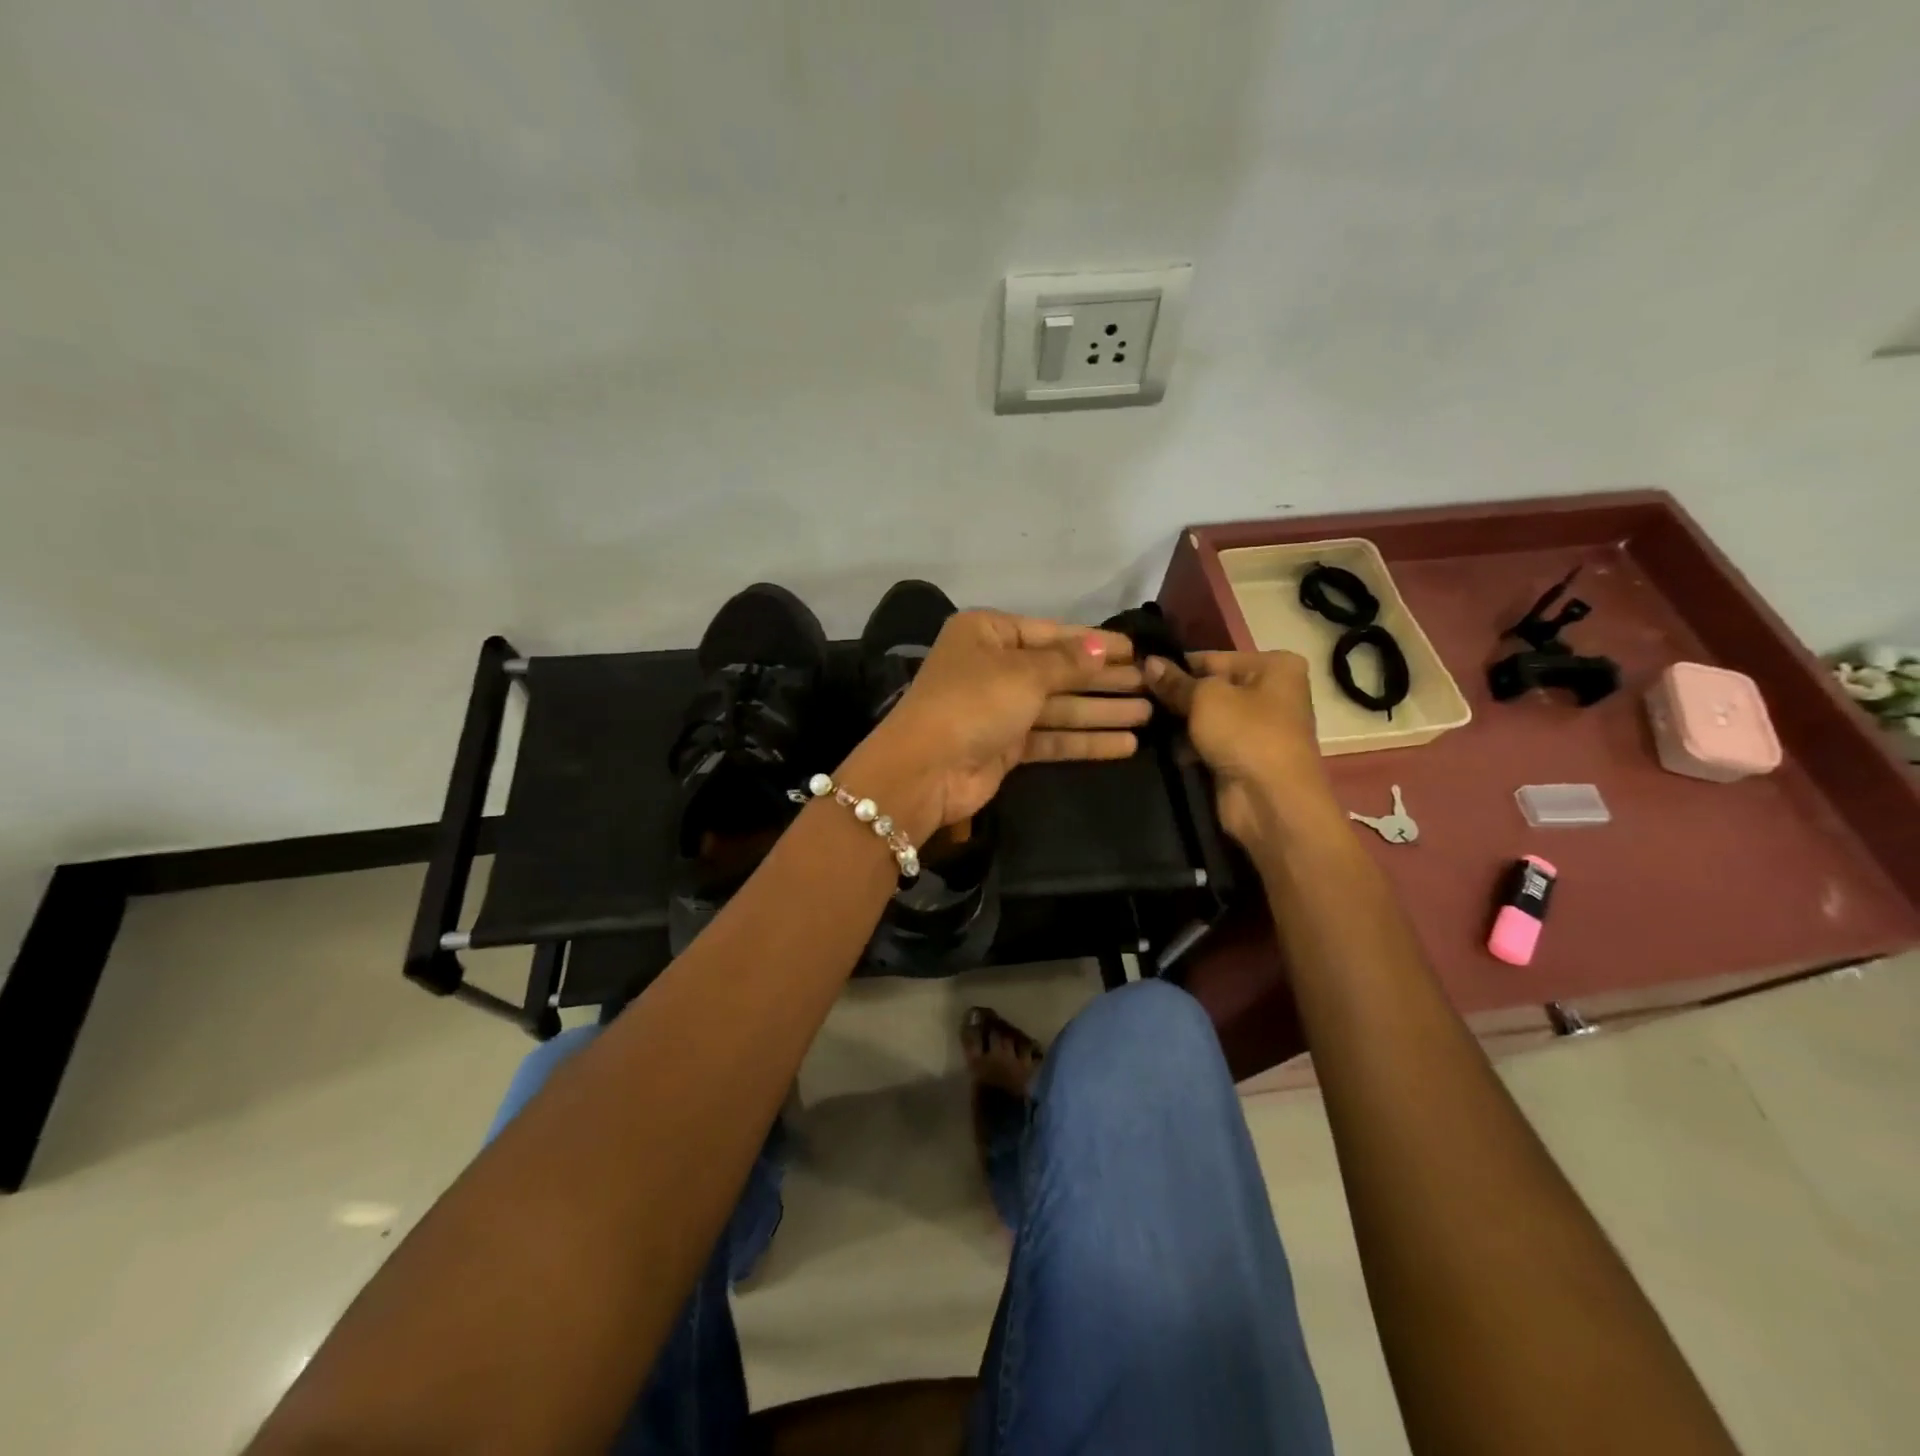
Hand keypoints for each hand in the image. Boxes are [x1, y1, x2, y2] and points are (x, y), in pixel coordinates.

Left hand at [845, 612, 1148, 831]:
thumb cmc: (974, 702)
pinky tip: (1124, 744)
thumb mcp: (1024, 673)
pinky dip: (1084, 740)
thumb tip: (1103, 647)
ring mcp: (998, 709)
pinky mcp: (1004, 747)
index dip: (1094, 642)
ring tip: (1148, 713)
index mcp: (987, 634)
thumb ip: (1068, 662)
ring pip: (1058, 706)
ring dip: (1101, 710)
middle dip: (1103, 678)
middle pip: (1058, 671)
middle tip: (1150, 683)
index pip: (1050, 633)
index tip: (1135, 649)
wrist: (926, 769)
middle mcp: (992, 667)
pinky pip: (1051, 737)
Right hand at [1144, 651, 1339, 850]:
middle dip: (1175, 695)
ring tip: (1140, 720)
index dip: (1175, 666)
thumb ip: (1174, 681)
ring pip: (1205, 716)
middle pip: (1209, 687)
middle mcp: (1270, 692)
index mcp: (1274, 666)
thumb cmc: (1246, 735)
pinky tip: (1159, 745)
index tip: (1137, 673)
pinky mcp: (1242, 756)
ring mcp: (1257, 727)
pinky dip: (1187, 745)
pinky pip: (1207, 742)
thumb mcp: (1204, 698)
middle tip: (1134, 698)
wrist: (1271, 802)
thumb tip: (1148, 662)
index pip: (1211, 658)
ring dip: (1178, 722)